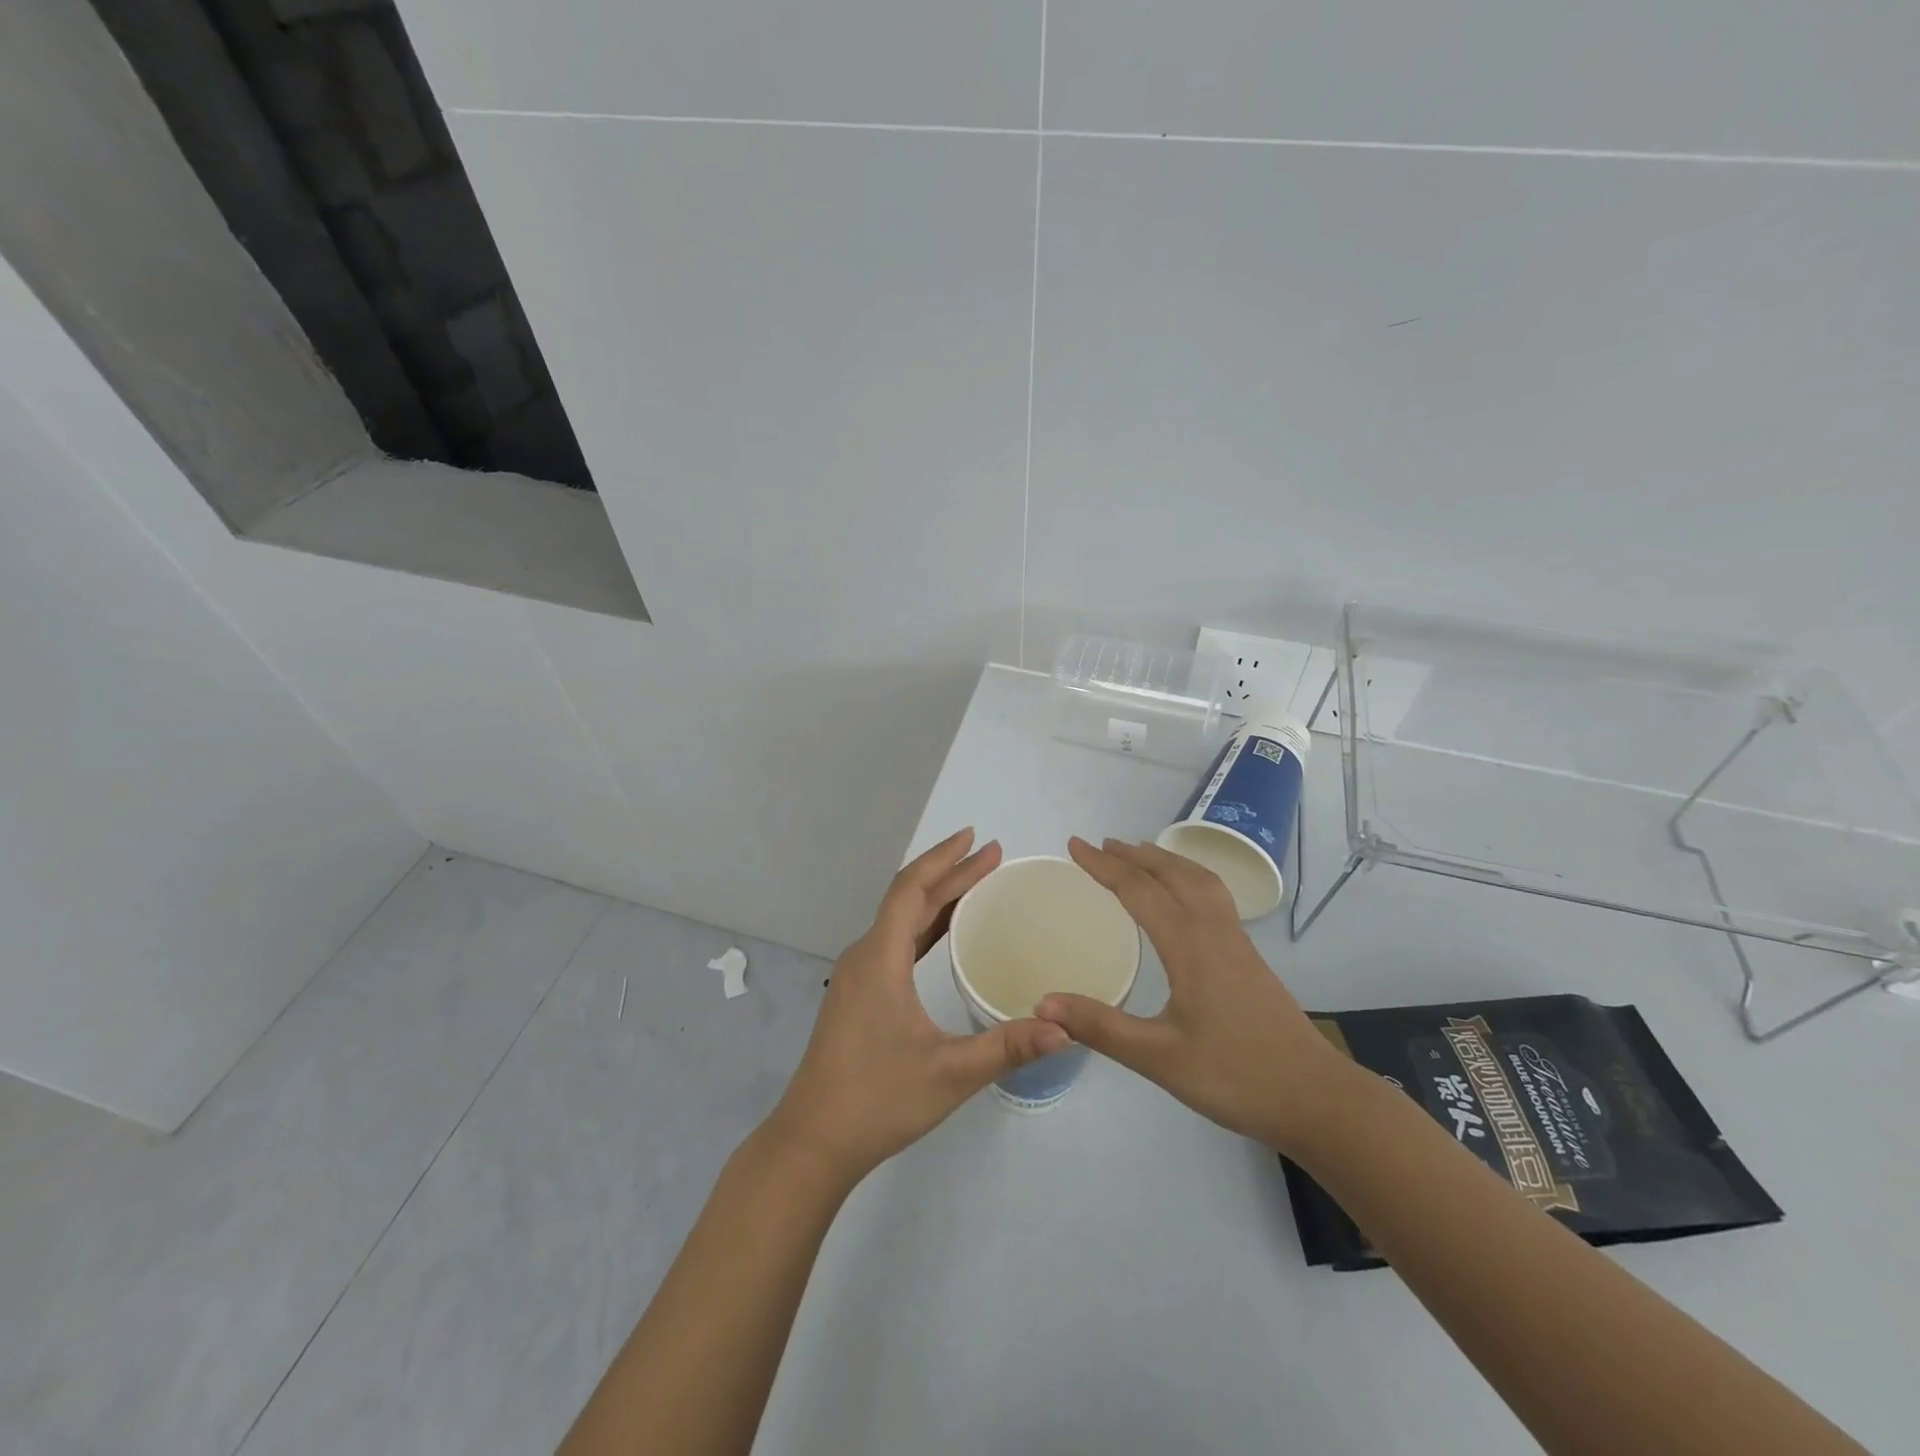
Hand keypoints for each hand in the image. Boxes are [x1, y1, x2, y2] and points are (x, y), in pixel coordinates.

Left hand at [766, 828, 1069, 1182]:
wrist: (813, 1141)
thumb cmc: (876, 1100)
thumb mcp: (949, 1074)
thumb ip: (1007, 1048)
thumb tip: (1066, 1029)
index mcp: (879, 959)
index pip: (911, 889)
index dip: (943, 858)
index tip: (976, 837)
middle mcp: (865, 956)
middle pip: (908, 899)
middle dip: (950, 873)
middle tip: (992, 855)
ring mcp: (858, 976)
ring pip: (900, 920)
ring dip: (937, 898)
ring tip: (976, 883)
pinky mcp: (858, 995)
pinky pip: (895, 943)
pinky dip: (924, 926)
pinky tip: (944, 933)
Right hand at [1036, 837, 1361, 1155]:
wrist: (1316, 1099)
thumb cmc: (1236, 1077)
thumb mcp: (1159, 1058)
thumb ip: (1101, 1027)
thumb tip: (1043, 1003)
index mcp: (1190, 946)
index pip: (1139, 891)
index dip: (1104, 866)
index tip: (1074, 845)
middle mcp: (1214, 932)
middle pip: (1172, 874)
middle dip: (1134, 854)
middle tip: (1100, 845)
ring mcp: (1237, 943)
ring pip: (1200, 880)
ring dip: (1165, 860)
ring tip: (1140, 854)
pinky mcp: (1249, 958)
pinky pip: (1214, 896)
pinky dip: (1188, 877)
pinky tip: (1184, 897)